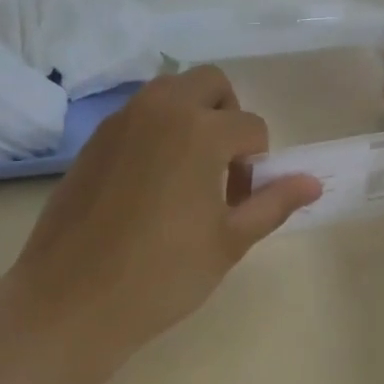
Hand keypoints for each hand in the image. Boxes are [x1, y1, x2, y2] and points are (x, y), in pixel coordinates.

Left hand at [0, 66, 321, 370]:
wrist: (70, 300)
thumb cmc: (161, 275)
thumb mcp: (228, 242)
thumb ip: (273, 202)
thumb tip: (312, 182)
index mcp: (201, 130)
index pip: (252, 127)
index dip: (257, 164)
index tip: (240, 201)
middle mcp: (162, 109)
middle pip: (211, 82)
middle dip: (228, 115)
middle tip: (223, 166)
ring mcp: (122, 119)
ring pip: (171, 90)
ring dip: (192, 114)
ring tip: (189, 171)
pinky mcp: (95, 137)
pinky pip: (139, 113)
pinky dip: (158, 128)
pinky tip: (151, 181)